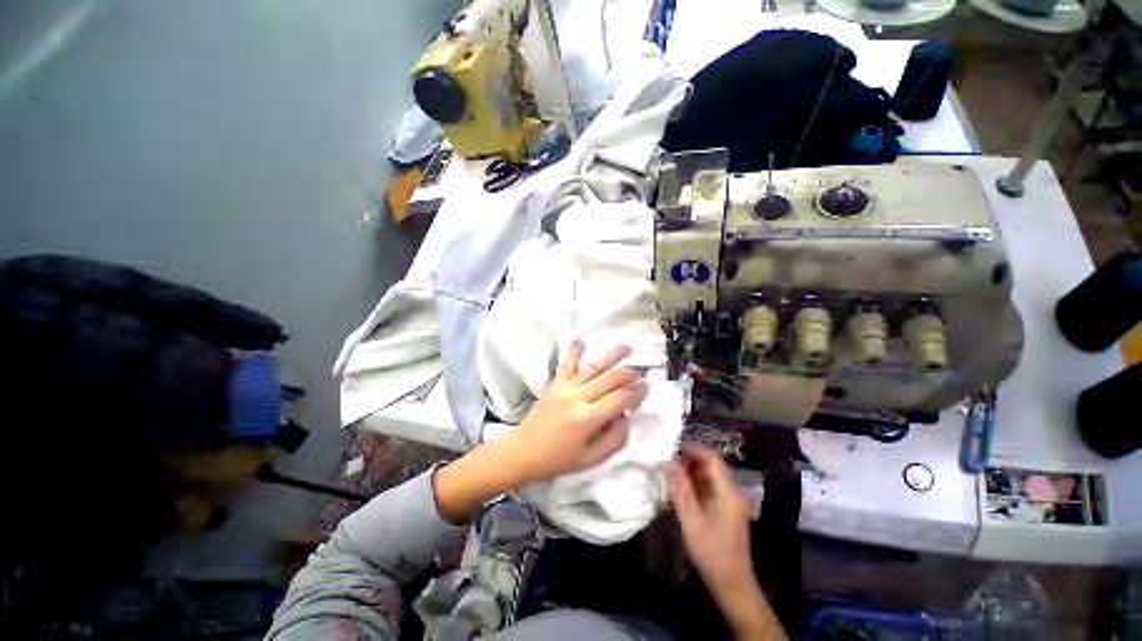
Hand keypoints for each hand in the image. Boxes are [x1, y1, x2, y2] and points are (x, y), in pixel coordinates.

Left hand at [504, 340, 648, 483]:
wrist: (523, 451)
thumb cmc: (557, 459)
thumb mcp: (590, 460)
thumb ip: (613, 440)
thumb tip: (626, 417)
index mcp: (587, 419)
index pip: (619, 399)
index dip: (637, 392)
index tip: (648, 386)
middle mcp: (578, 397)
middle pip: (609, 379)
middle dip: (629, 373)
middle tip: (643, 370)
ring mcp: (565, 387)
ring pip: (593, 367)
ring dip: (612, 356)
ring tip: (627, 347)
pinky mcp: (554, 383)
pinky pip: (566, 363)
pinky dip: (574, 350)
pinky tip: (581, 340)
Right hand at [667, 443, 785, 639]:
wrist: (732, 584)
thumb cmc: (712, 553)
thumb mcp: (692, 521)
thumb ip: (681, 489)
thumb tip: (669, 462)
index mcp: (728, 492)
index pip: (711, 459)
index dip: (692, 449)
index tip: (671, 446)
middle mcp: (731, 492)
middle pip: (710, 465)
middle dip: (688, 460)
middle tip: (667, 461)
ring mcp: (729, 501)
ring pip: (708, 476)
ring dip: (689, 472)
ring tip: (669, 474)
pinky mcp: (724, 509)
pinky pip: (708, 487)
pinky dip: (693, 484)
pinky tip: (678, 490)